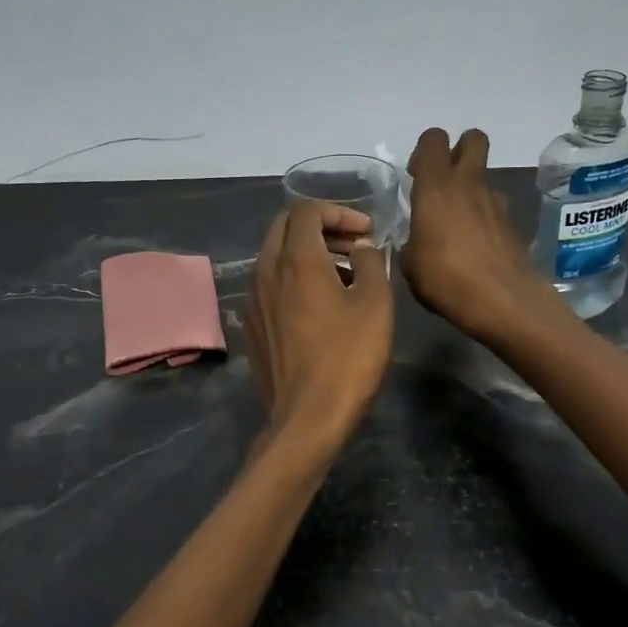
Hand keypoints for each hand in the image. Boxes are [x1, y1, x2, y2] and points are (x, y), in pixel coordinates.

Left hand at [247, 201, 394, 441]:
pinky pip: (270, 286)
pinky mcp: (251, 326)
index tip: (367, 233)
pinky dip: (294, 280)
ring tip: (344, 276)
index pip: (307, 210)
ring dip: (308, 254)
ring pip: (276, 257)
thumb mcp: (375, 303)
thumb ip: (369, 262)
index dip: (340, 212)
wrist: (308, 416)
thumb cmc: (348, 356)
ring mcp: (252, 300)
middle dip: (322, 227)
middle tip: (354, 246)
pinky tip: (319, 307)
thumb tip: (360, 247)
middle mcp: (265, 271)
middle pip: (286, 227)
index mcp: (295, 259)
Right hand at [400, 128, 559, 342]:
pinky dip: (484, 219)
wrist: (503, 301)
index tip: (416, 176)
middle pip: (473, 139)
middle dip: (459, 149)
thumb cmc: (446, 279)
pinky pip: (494, 209)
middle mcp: (469, 184)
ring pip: (484, 177)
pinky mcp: (513, 223)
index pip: (433, 139)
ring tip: (456, 226)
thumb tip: (415, 241)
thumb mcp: (410, 264)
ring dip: (471, 190)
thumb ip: (410, 241)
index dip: (424, 151)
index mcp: (437, 186)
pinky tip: (474, 248)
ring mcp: (496, 202)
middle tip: (443, 181)